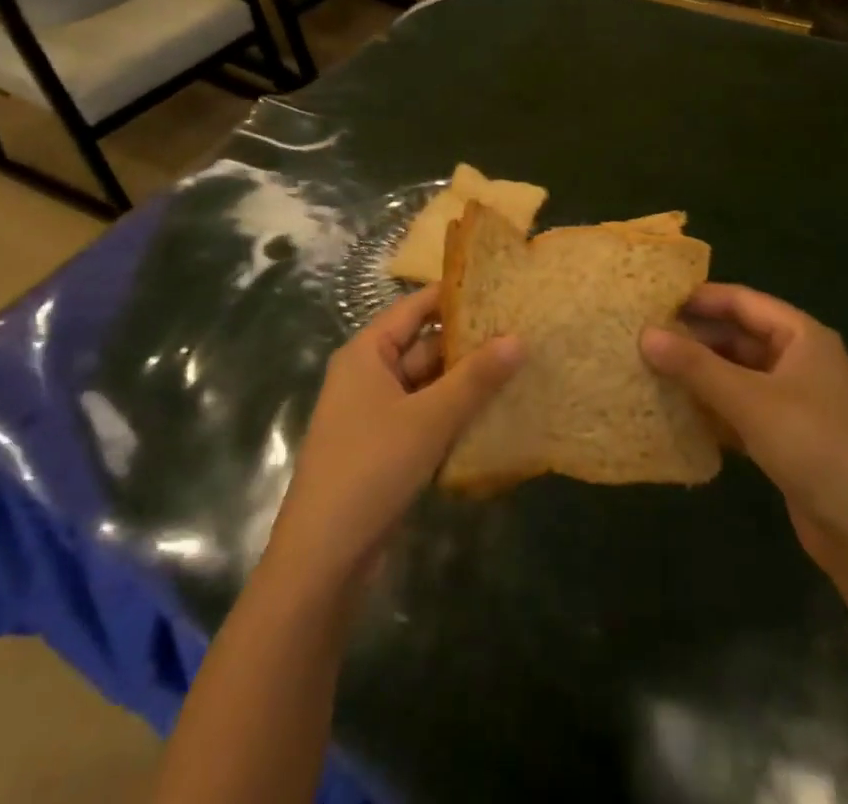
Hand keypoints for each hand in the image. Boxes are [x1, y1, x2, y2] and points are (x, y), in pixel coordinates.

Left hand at [262, 286, 523, 595]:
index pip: (416, 307)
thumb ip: (475, 378)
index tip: (501, 288)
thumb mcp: (429, 419)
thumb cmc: (371, 469)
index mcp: (367, 353)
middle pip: (425, 346)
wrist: (323, 559)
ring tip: (520, 368)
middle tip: (523, 332)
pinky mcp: (386, 447)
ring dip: (466, 382)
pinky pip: (425, 416)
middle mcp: (368, 374)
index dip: (455, 296)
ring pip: (428, 384)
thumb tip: (519, 338)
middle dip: (470, 343)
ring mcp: (376, 413)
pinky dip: (454, 414)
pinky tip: (495, 415)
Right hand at [641, 284, 847, 576]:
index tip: (651, 300)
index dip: (698, 298)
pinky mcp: (786, 437)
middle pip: (738, 337)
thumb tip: (644, 333)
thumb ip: (695, 366)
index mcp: (801, 336)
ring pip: (737, 374)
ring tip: (649, 370)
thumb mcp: (750, 400)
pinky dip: (712, 408)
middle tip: (642, 338)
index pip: (741, 301)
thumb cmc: (814, 446)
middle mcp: (799, 360)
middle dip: (694, 339)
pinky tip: (677, 413)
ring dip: (700, 375)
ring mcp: (794, 400)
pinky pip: (741, 409)